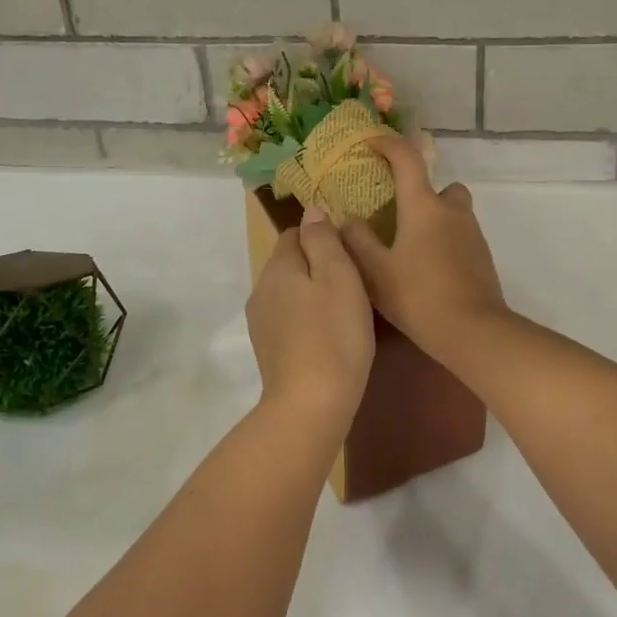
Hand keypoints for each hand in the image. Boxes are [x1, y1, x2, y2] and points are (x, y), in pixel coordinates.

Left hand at [246, 205, 374, 419]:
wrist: (311, 404)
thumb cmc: (334, 334)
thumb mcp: (338, 276)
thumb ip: (323, 239)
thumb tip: (311, 211)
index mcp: (278, 267)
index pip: (294, 233)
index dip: (322, 237)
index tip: (350, 255)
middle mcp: (261, 290)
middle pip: (290, 263)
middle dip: (317, 266)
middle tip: (354, 283)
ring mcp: (261, 323)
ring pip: (289, 293)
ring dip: (312, 295)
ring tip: (344, 311)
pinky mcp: (269, 350)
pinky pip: (289, 320)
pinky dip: (307, 320)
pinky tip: (329, 336)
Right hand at [339, 137, 509, 361]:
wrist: (473, 331)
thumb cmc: (419, 296)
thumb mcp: (376, 272)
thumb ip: (357, 241)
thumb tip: (345, 219)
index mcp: (423, 206)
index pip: (407, 159)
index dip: (388, 144)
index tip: (371, 144)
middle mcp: (452, 212)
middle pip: (441, 186)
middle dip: (422, 192)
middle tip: (398, 215)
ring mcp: (472, 234)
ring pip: (453, 212)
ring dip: (435, 219)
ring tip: (410, 247)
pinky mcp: (482, 257)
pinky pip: (461, 236)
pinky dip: (445, 242)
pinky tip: (428, 269)